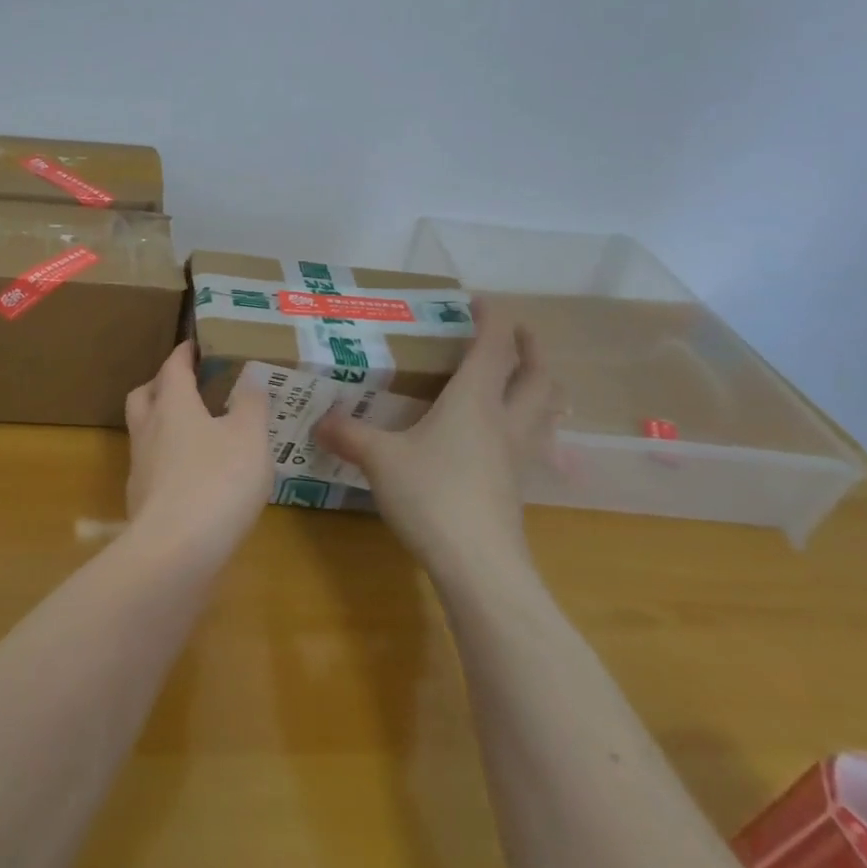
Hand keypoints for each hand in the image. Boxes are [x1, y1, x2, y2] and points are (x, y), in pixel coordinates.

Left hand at [123, 342, 272, 559]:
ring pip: (145, 432)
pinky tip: (194, 476)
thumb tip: (250, 377)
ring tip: (196, 432)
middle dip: (162, 384)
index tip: (195, 345)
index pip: (172, 367)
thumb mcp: (249, 437)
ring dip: (163, 424)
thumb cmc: (217, 481)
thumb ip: (251, 404)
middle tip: (188, 385)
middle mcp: (148, 429)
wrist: (175, 551)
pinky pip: (153, 467)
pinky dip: (169, 460)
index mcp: (172, 404)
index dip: (184, 353)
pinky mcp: (141, 501)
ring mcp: (141, 466)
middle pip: (144, 395)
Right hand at [313, 302, 561, 592]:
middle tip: (515, 333)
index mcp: (474, 400)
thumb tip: (318, 421)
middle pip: (538, 374)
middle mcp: (505, 420)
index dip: (492, 318)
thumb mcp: (380, 460)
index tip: (478, 301)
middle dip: (530, 347)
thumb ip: (349, 435)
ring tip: (524, 376)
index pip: (494, 346)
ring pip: (548, 408)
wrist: (480, 566)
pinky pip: (537, 439)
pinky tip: (507, 433)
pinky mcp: (518, 486)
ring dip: (542, 383)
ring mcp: (519, 455)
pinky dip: (532, 421)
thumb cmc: (432, 496)